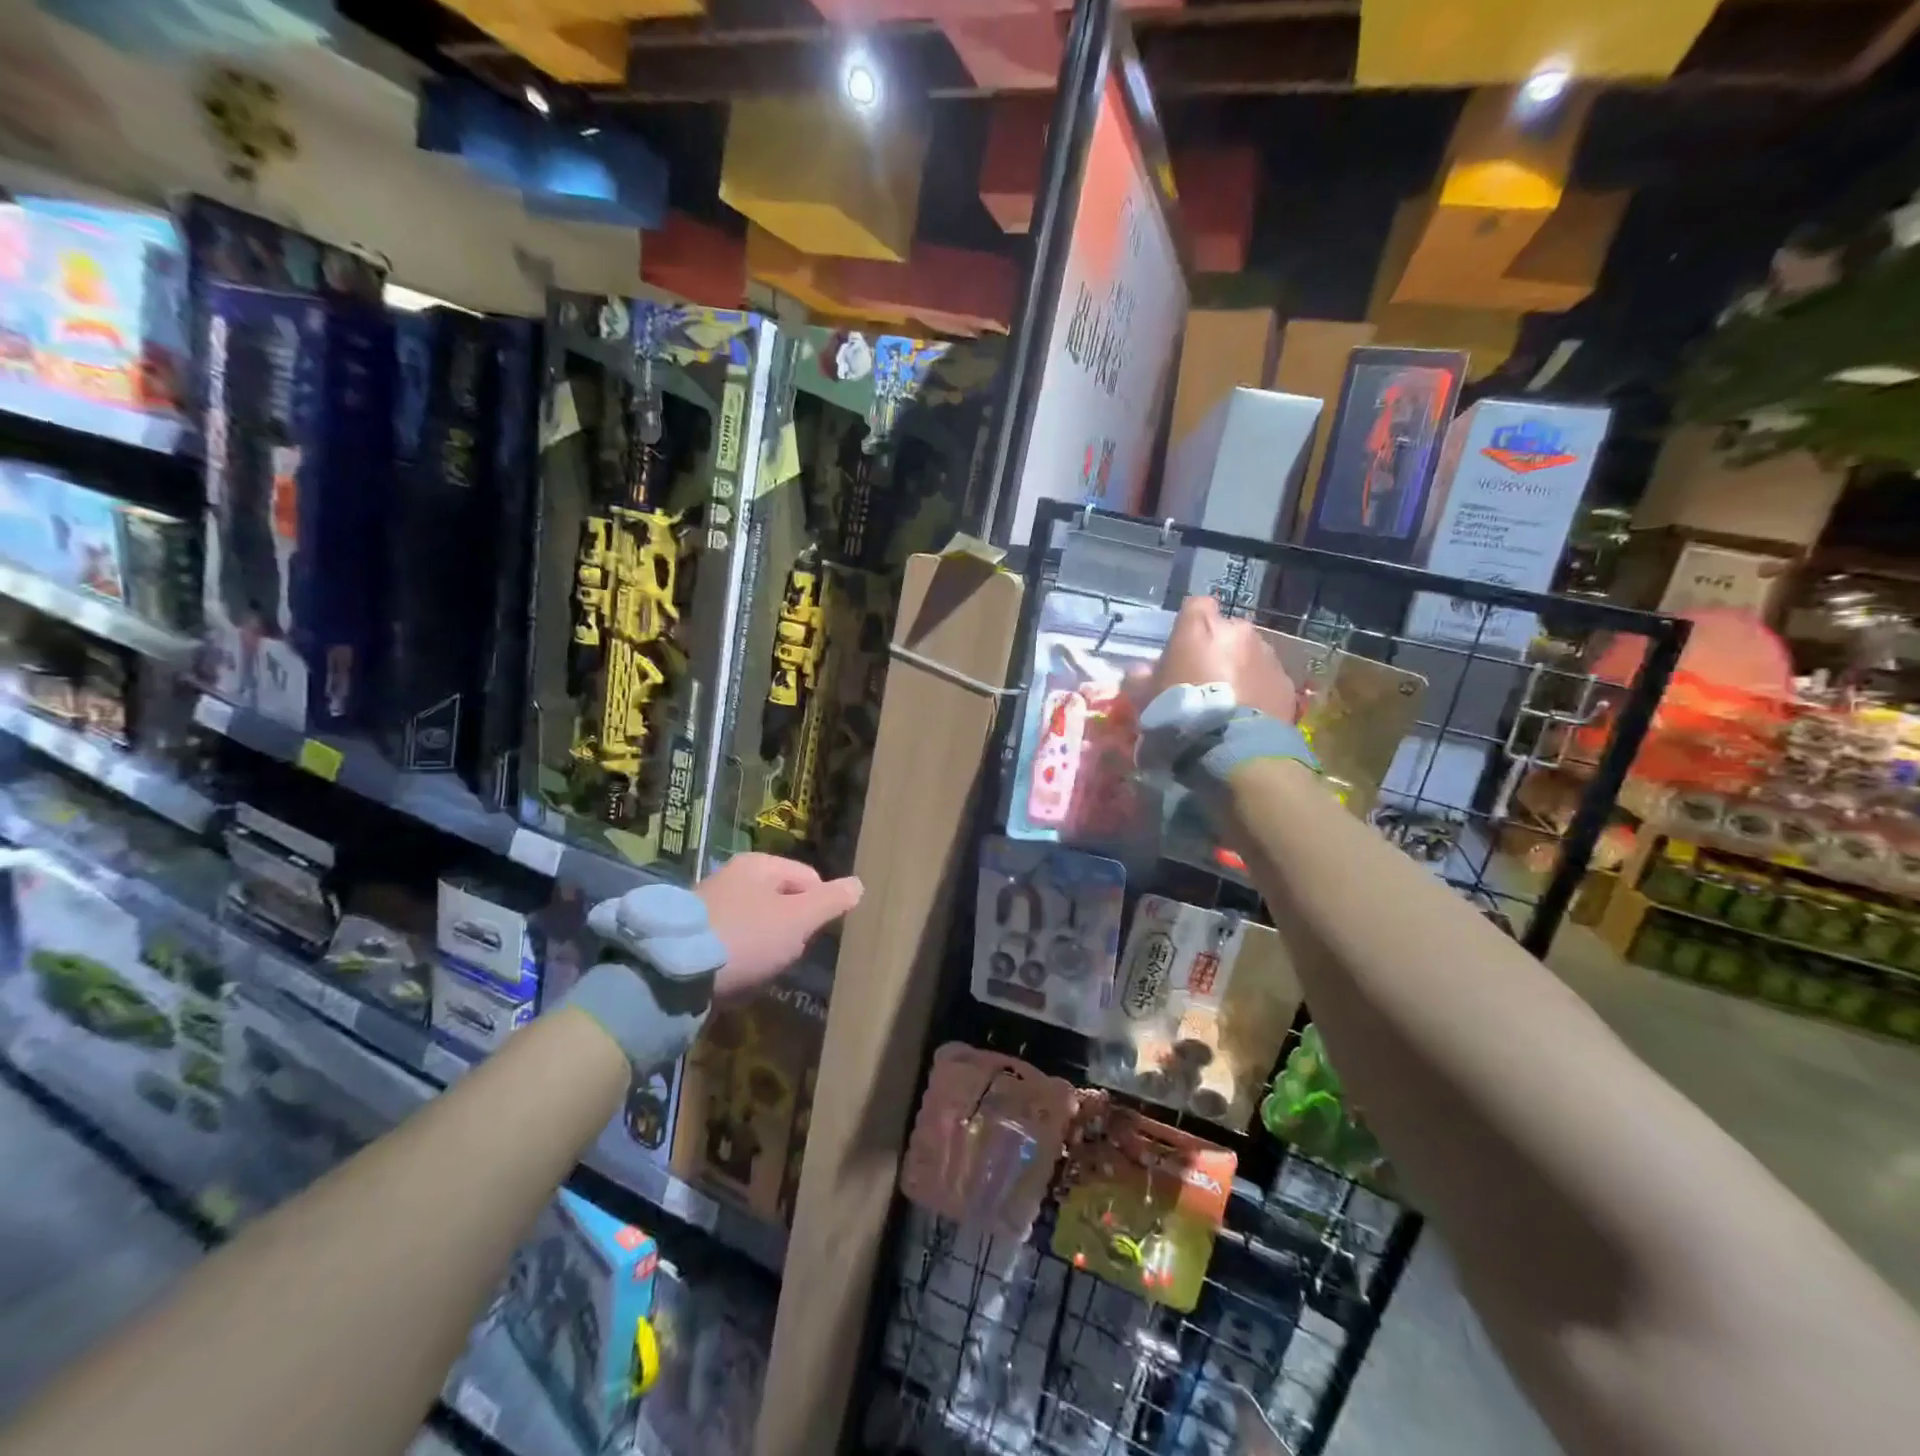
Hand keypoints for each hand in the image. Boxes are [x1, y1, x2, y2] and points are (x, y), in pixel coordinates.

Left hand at [697, 852, 861, 1002]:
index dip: (818, 909)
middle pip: (784, 903)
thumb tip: (859, 884)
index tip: (809, 937)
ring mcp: (710, 904)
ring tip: (759, 971)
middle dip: (790, 932)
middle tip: (784, 956)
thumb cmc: (746, 939)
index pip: (810, 879)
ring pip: (760, 925)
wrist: (673, 974)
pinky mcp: (693, 934)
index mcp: (759, 864)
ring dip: (766, 948)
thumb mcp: (797, 920)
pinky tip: (736, 977)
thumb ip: (831, 901)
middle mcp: (733, 876)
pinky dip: (740, 959)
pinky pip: (733, 943)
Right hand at [1152, 595, 1297, 722]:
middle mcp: (1237, 632)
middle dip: (1217, 648)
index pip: (1195, 606)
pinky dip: (1259, 689)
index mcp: (1200, 627)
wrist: (1232, 746)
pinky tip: (1247, 712)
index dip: (1189, 624)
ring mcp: (1266, 654)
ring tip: (1229, 700)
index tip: (1183, 647)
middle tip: (1204, 678)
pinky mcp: (1285, 681)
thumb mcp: (1146, 697)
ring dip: (1240, 668)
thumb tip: (1138, 671)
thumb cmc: (1182, 712)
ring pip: (1249, 653)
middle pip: (1226, 631)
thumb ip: (1140, 678)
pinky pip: (1267, 678)